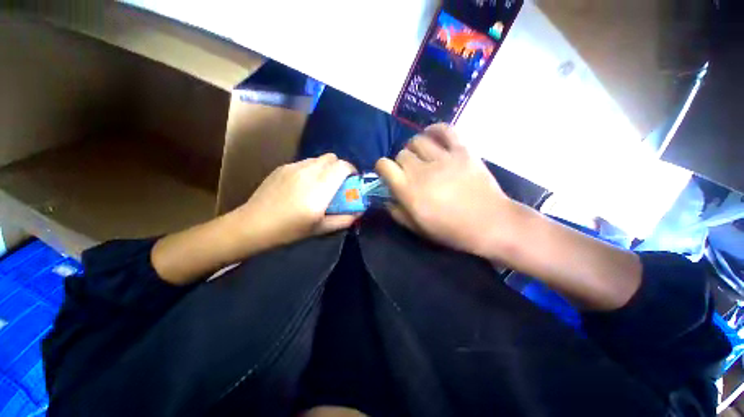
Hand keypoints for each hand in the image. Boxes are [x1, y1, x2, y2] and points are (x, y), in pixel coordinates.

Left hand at [152, 154, 356, 284]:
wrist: (253, 224)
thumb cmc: (289, 230)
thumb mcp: (320, 228)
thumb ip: (344, 219)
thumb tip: (358, 212)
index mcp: (320, 188)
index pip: (343, 166)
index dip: (352, 171)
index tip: (352, 182)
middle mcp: (309, 172)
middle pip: (332, 158)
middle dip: (339, 168)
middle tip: (337, 184)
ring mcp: (293, 167)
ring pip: (318, 159)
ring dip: (325, 168)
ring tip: (320, 184)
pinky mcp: (282, 167)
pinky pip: (305, 162)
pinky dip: (312, 169)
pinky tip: (303, 185)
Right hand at [375, 124, 514, 257]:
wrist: (490, 223)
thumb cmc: (451, 230)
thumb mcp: (418, 229)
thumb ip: (398, 213)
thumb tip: (387, 198)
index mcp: (408, 190)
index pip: (384, 165)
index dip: (382, 167)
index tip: (388, 174)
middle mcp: (421, 170)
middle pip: (401, 153)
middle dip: (401, 162)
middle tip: (410, 171)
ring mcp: (443, 158)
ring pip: (418, 140)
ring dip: (415, 147)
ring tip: (421, 155)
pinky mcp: (462, 150)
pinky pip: (445, 129)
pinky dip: (435, 130)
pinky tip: (432, 137)